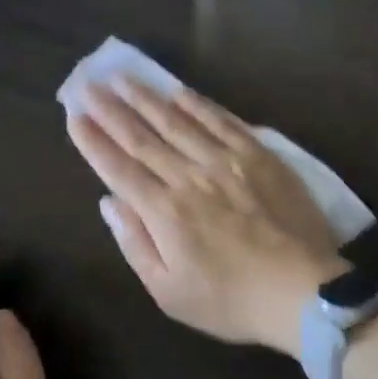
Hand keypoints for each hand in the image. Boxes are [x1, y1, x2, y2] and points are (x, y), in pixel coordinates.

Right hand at [66, 79, 343, 355]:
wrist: (303, 291)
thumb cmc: (231, 301)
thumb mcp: (169, 292)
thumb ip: (136, 243)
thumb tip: (109, 202)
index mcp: (164, 212)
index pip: (118, 168)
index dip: (93, 141)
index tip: (74, 116)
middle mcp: (190, 177)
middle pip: (143, 137)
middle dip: (111, 110)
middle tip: (88, 84)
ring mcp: (227, 162)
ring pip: (178, 121)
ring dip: (147, 98)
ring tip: (123, 77)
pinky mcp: (259, 156)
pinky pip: (223, 121)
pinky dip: (198, 104)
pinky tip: (180, 91)